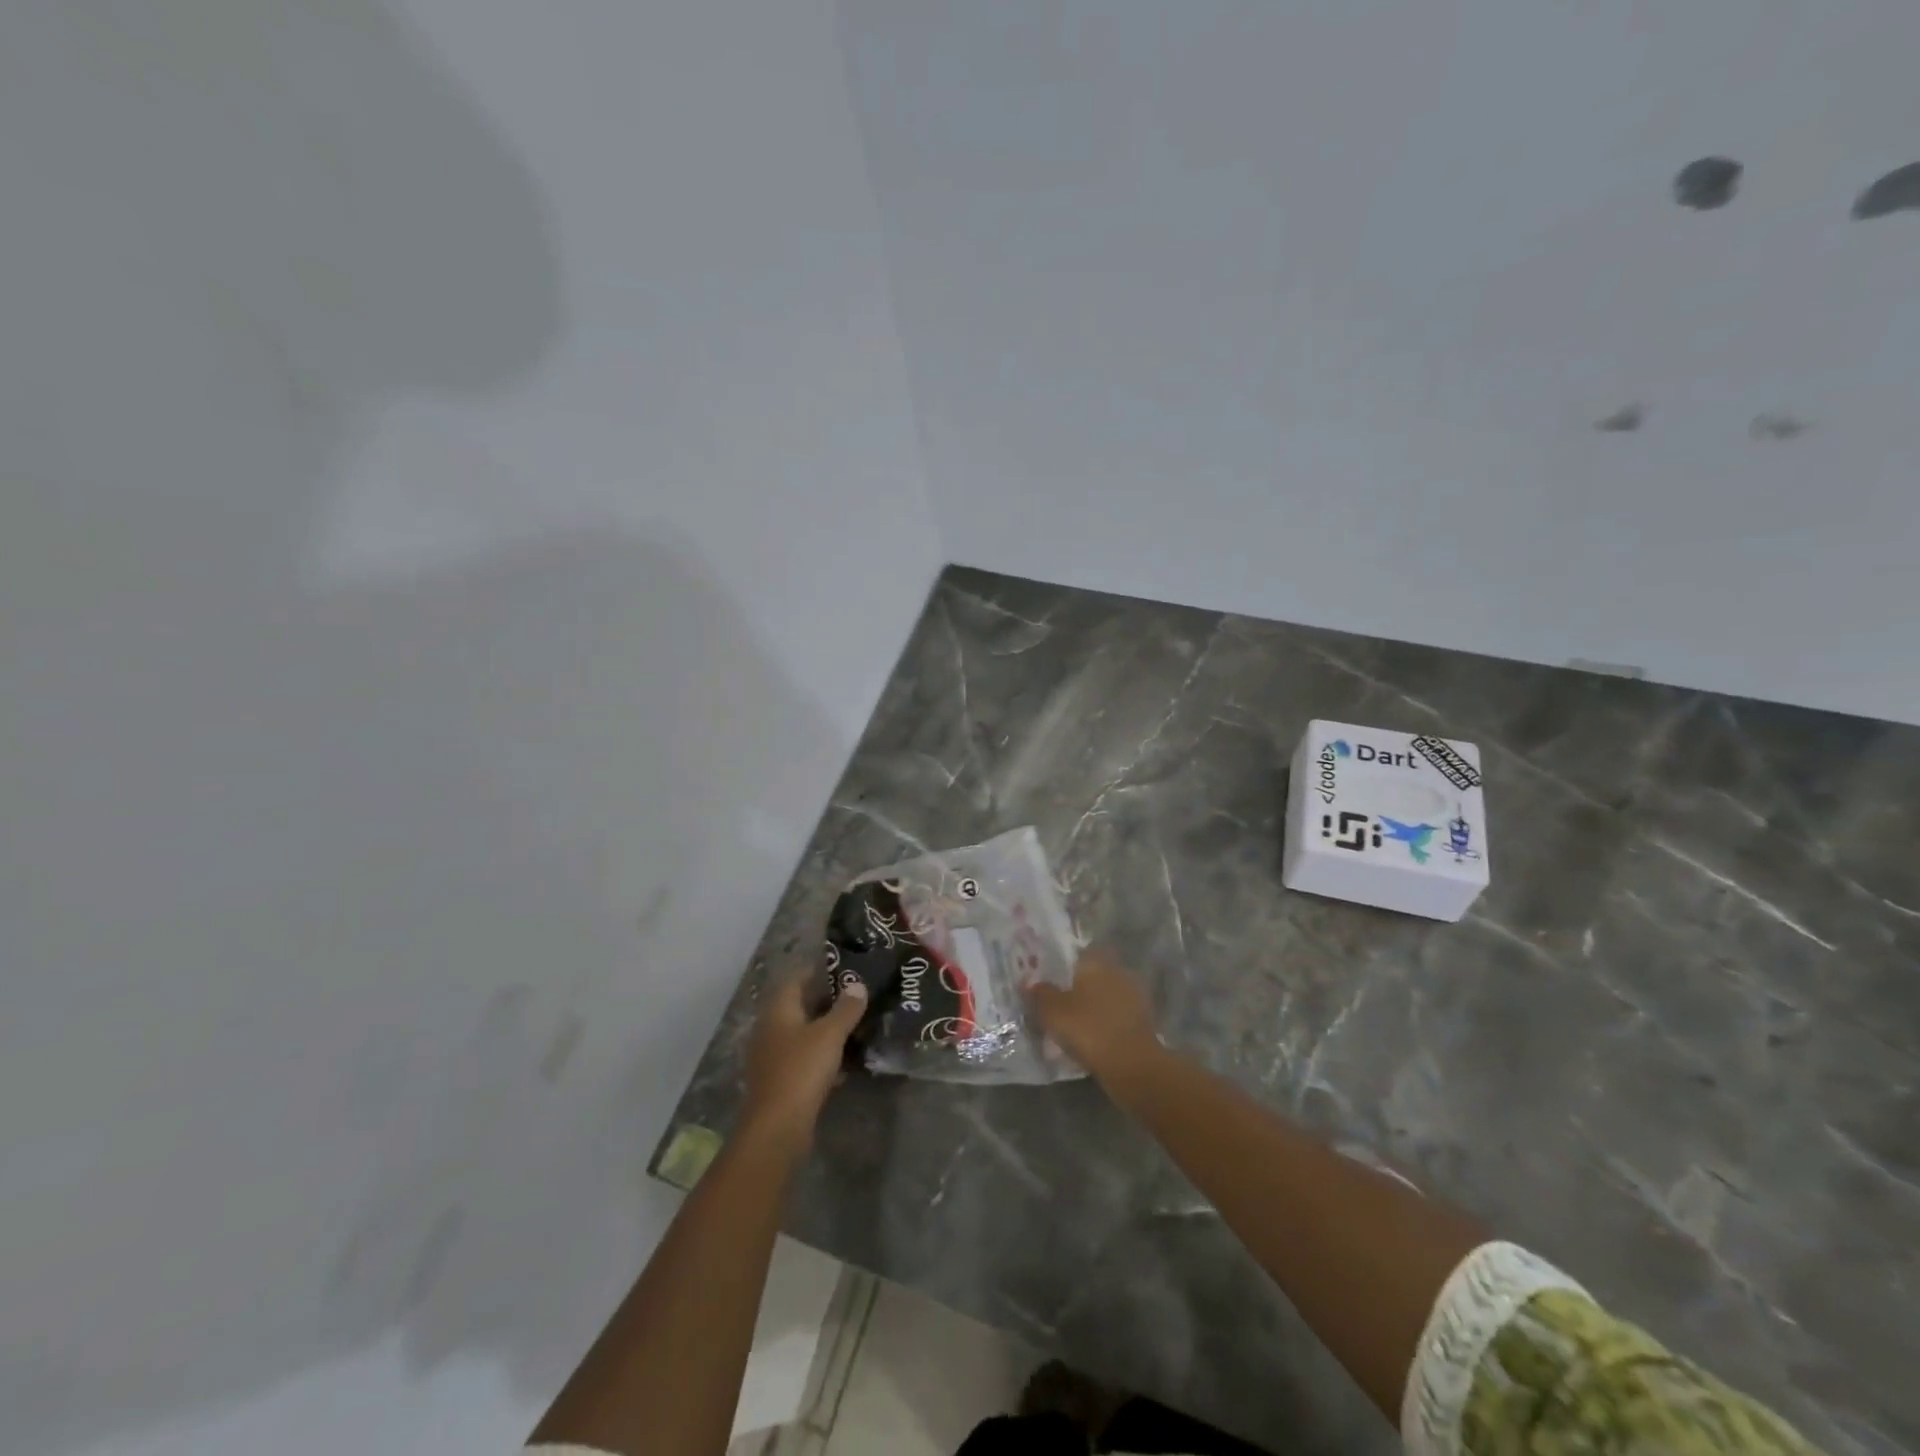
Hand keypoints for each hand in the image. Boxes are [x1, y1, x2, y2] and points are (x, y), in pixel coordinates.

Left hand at [739, 968, 866, 1151]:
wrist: (777, 1127)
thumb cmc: (802, 1069)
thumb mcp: (830, 1034)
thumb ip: (846, 1008)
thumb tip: (857, 984)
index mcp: (778, 1010)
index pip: (796, 979)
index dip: (818, 971)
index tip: (844, 969)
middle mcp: (770, 1028)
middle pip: (799, 1006)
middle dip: (826, 1002)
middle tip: (855, 997)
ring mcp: (771, 1056)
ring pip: (801, 1034)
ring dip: (824, 1031)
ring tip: (854, 1027)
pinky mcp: (778, 1081)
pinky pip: (802, 1059)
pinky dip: (821, 1057)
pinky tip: (843, 1064)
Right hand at [1025, 948, 1161, 1082]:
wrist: (1133, 1066)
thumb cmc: (1089, 1029)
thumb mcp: (1053, 1012)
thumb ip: (1040, 994)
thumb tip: (1031, 983)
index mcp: (1097, 962)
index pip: (1078, 953)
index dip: (1063, 964)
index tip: (1049, 978)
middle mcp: (1118, 972)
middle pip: (1092, 975)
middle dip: (1077, 988)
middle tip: (1057, 1004)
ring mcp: (1133, 996)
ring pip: (1104, 997)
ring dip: (1091, 1008)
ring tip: (1071, 1026)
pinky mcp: (1142, 1022)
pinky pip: (1115, 1017)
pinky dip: (1104, 1025)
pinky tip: (1090, 1040)